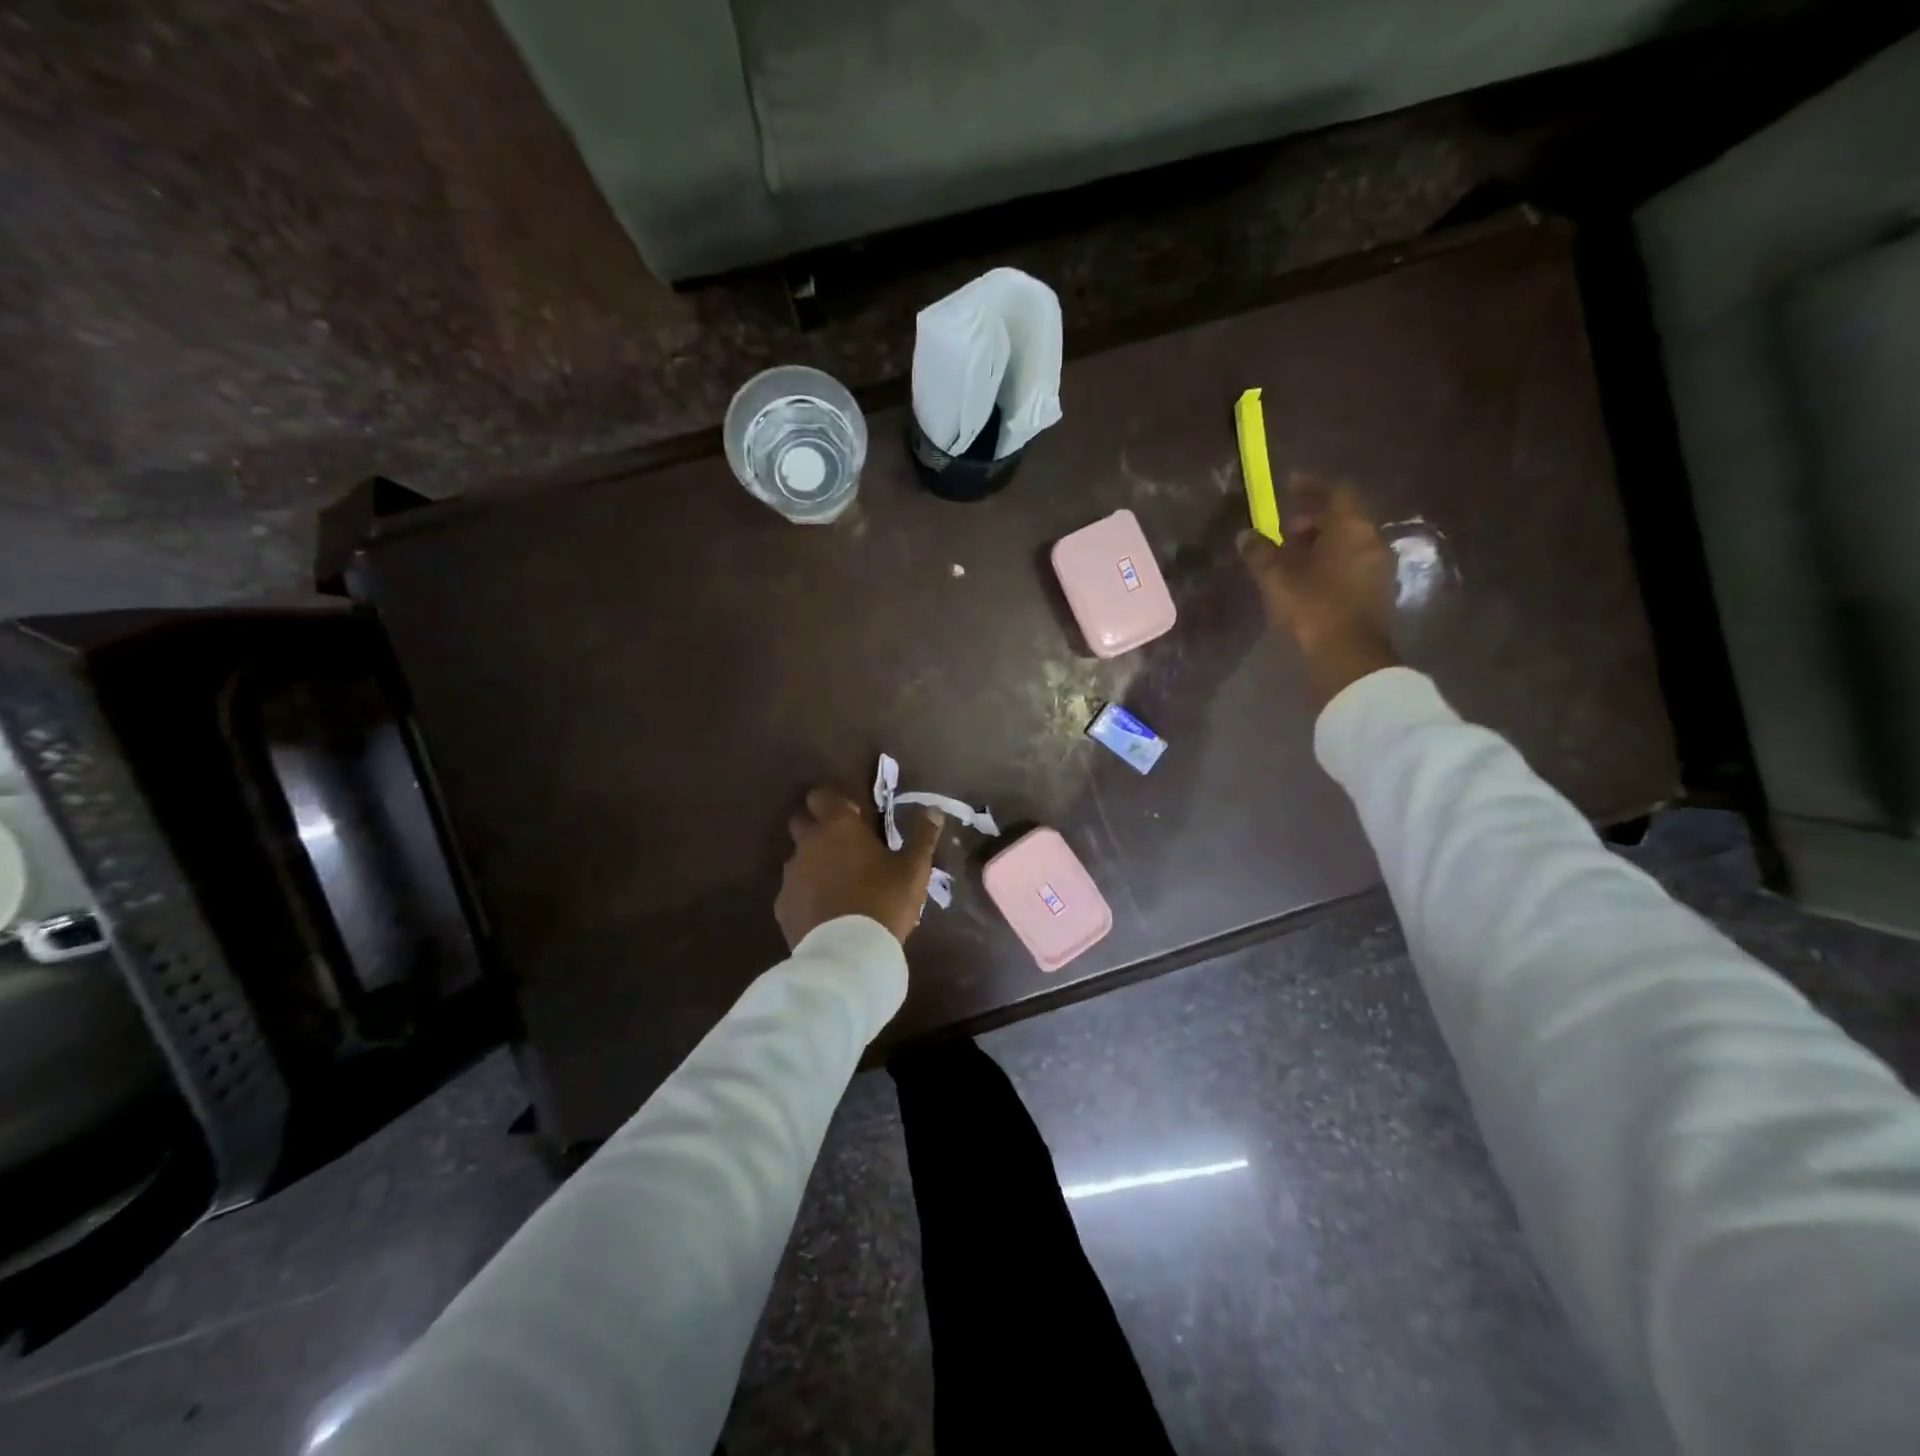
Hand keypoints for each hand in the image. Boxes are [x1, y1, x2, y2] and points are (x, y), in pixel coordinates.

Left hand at [775, 788, 944, 949]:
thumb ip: (923, 835)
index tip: (853, 816)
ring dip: (812, 862)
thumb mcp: (914, 868)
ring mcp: (790, 875)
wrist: (848, 953)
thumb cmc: (885, 900)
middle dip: (817, 827)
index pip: (821, 796)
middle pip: (801, 821)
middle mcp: (808, 843)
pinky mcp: (782, 905)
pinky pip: (792, 890)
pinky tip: (824, 910)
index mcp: (838, 826)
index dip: (834, 802)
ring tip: (836, 883)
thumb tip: (933, 810)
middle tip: (844, 845)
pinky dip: (805, 894)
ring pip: (796, 857)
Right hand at [1237, 480, 1399, 706]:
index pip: (1335, 492)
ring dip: (1319, 543)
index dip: (1311, 486)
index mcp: (1351, 528)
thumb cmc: (1312, 608)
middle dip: (1311, 519)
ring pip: (1346, 543)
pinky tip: (1305, 580)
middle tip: (1283, 529)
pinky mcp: (1375, 593)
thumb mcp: (1276, 578)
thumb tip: (1245, 536)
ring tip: (1288, 558)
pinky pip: (1350, 564)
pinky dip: (1328, 563)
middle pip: (1342, 518)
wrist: (1348, 657)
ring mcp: (1377, 568)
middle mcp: (1371, 541)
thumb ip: (1259, 553)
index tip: (1289, 484)